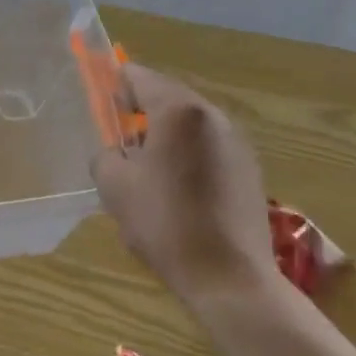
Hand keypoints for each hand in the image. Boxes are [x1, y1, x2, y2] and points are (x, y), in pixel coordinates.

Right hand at [92, 63, 277, 313]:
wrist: (230, 279)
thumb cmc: (166, 224)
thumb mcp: (115, 187)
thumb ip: (105, 155)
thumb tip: (115, 151)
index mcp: (179, 111)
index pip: (140, 77)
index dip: (116, 85)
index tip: (104, 104)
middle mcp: (213, 116)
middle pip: (169, 97)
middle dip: (142, 111)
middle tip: (122, 138)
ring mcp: (238, 142)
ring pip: (191, 124)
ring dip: (168, 134)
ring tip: (149, 168)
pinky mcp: (251, 169)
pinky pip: (211, 146)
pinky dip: (190, 154)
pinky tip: (180, 189)